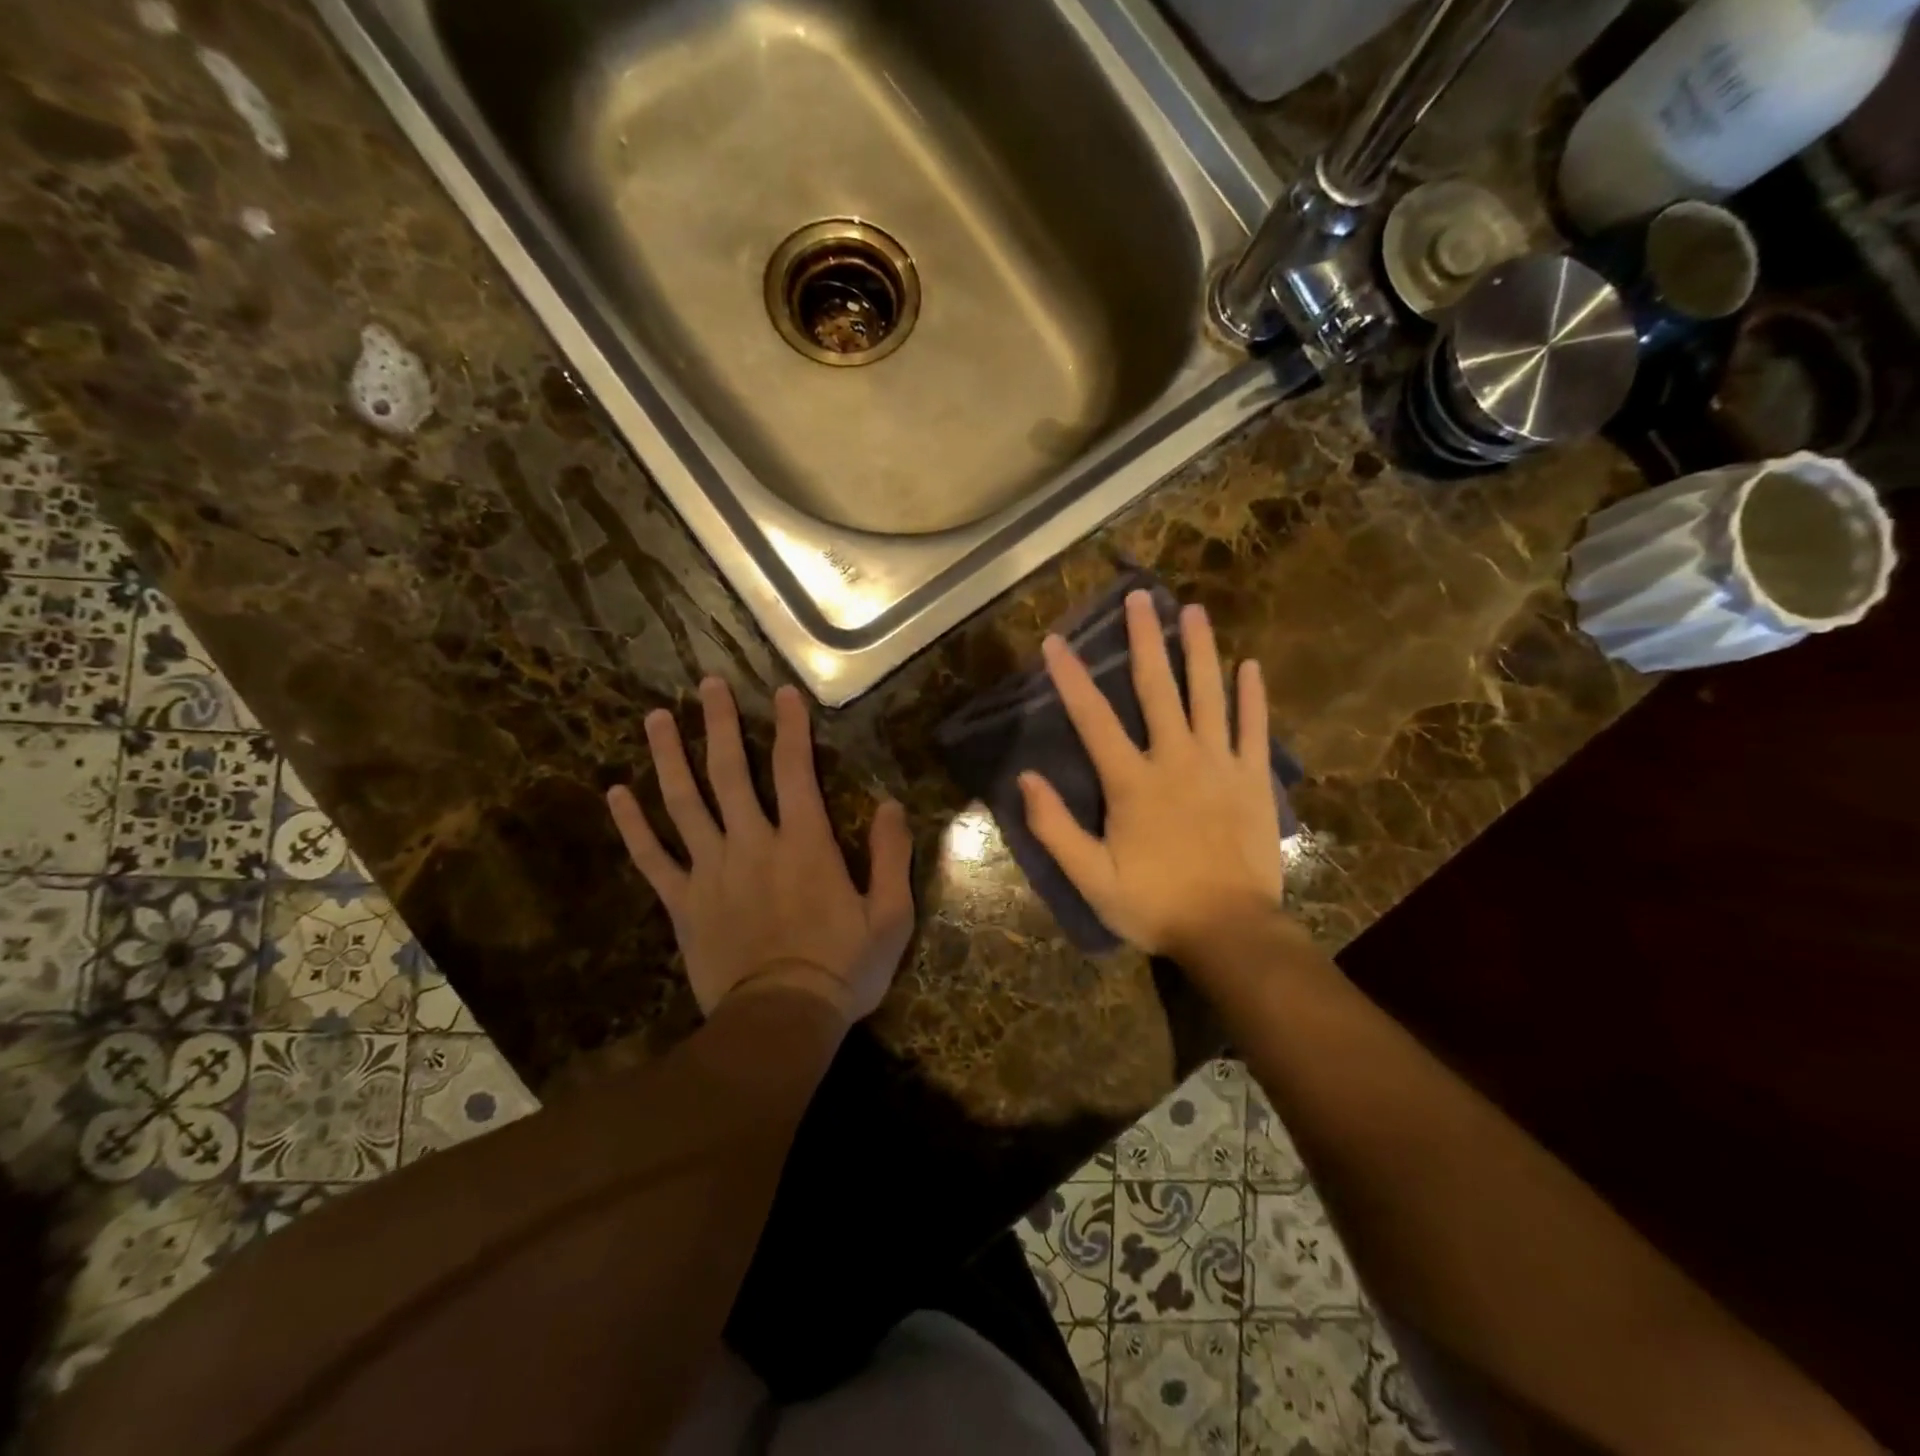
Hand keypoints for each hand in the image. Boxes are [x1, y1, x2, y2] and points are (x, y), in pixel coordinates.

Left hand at [607, 678, 914, 1025]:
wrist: (780, 1023)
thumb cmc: (842, 969)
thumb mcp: (890, 916)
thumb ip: (891, 855)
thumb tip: (890, 804)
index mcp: (804, 843)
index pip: (794, 770)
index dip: (790, 727)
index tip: (781, 691)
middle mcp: (752, 843)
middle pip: (730, 772)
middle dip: (719, 724)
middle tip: (706, 684)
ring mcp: (711, 871)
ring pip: (684, 803)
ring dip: (669, 757)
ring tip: (654, 717)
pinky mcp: (682, 903)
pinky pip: (652, 858)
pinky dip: (633, 825)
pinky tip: (616, 794)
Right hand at [1018, 591, 1287, 965]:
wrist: (1230, 932)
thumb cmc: (1155, 905)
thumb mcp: (1091, 878)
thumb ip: (1055, 828)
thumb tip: (1025, 778)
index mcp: (1132, 782)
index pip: (1093, 719)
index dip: (1071, 678)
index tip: (1056, 641)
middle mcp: (1175, 760)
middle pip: (1158, 688)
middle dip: (1146, 639)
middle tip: (1141, 596)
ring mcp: (1220, 766)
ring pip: (1209, 696)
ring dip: (1200, 651)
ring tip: (1193, 611)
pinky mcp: (1254, 781)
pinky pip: (1254, 730)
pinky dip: (1252, 697)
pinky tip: (1249, 666)